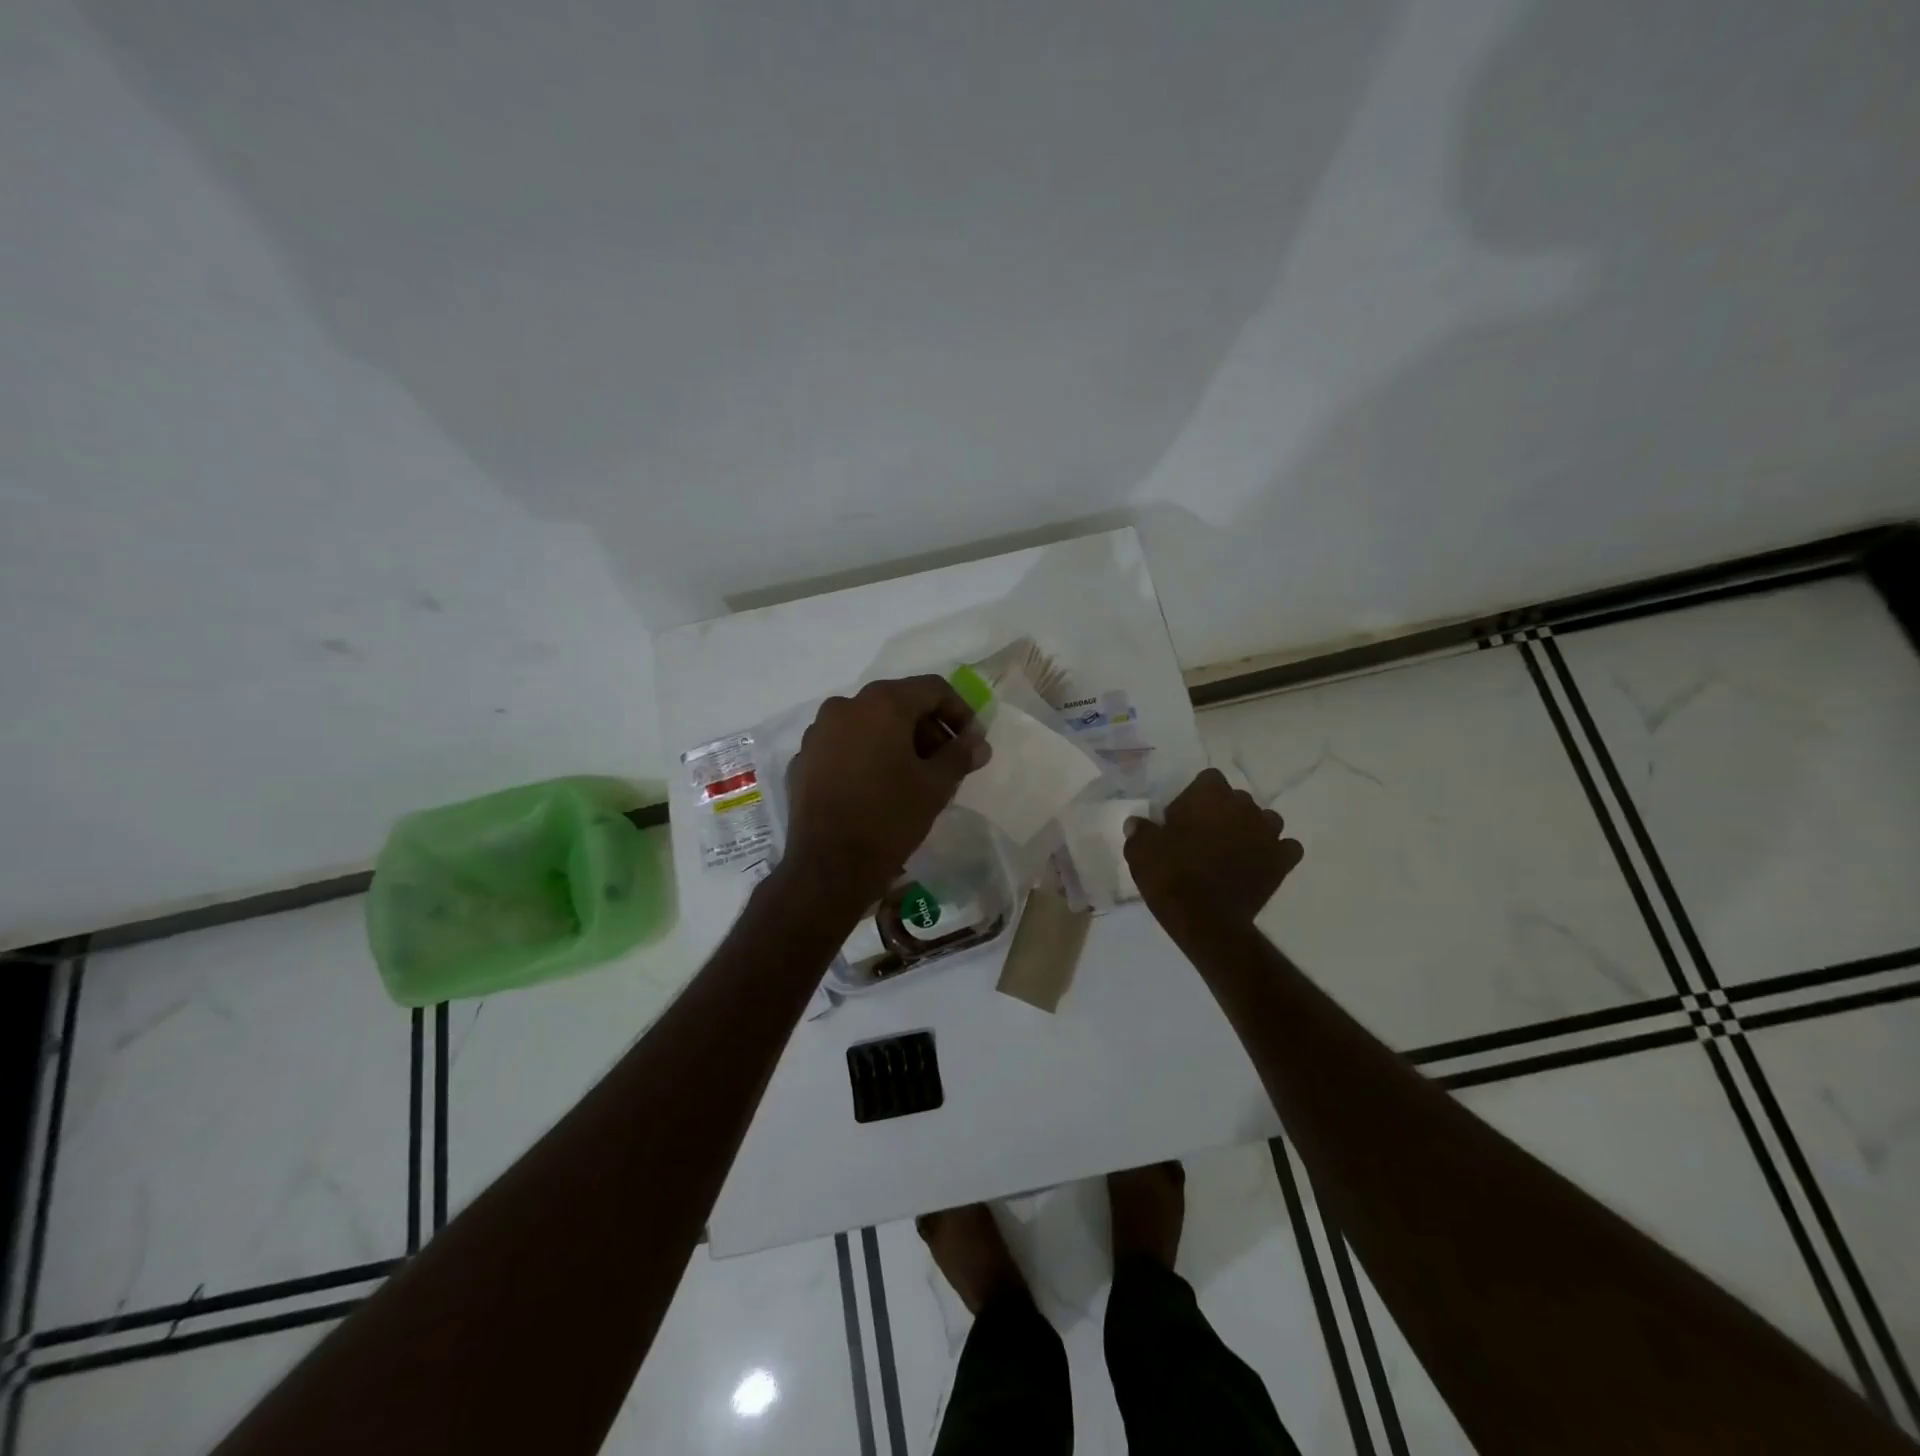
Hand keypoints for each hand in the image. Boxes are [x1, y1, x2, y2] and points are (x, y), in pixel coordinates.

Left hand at [783, 676, 990, 903]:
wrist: (829, 867)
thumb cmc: (890, 818)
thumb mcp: (936, 786)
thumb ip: (960, 755)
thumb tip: (978, 742)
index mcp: (881, 704)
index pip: (932, 689)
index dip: (959, 712)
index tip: (971, 743)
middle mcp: (844, 706)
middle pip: (898, 703)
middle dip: (927, 728)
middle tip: (946, 762)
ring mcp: (817, 733)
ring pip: (868, 724)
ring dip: (896, 741)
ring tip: (913, 777)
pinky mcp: (802, 761)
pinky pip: (843, 746)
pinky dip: (865, 756)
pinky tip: (876, 788)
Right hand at [1124, 768, 1304, 934]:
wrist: (1205, 920)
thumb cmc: (1170, 876)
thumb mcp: (1140, 850)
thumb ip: (1140, 830)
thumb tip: (1137, 823)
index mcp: (1209, 794)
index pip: (1208, 779)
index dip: (1195, 797)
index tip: (1181, 819)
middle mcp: (1243, 805)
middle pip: (1236, 799)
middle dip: (1223, 812)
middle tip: (1202, 837)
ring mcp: (1267, 832)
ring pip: (1264, 819)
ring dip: (1251, 829)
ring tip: (1232, 850)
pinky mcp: (1282, 861)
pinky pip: (1286, 847)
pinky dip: (1275, 852)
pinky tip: (1259, 863)